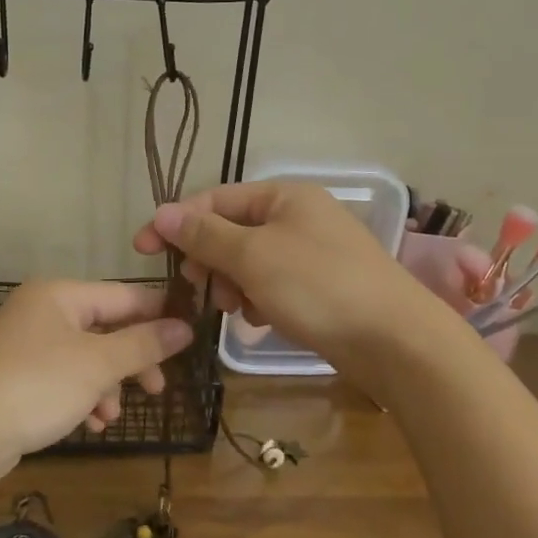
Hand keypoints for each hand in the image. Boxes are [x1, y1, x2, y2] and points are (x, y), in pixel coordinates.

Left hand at [0, 280, 193, 489]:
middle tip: (158, 388)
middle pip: (105, 328)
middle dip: (132, 360)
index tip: (191, 336)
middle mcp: (41, 312)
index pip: (123, 295)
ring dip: (107, 386)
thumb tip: (185, 326)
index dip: (159, 314)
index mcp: (59, 295)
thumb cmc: (36, 386)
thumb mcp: (98, 364)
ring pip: (86, 358)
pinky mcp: (17, 378)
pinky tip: (91, 424)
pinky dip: (82, 398)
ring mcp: (26, 346)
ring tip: (112, 415)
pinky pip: (64, 380)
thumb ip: (144, 344)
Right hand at [132, 180, 427, 373]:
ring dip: (232, 285)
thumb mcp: (253, 257)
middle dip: (209, 260)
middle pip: (230, 231)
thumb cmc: (318, 287)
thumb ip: (204, 235)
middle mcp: (297, 217)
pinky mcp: (318, 286)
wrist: (395, 341)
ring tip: (238, 309)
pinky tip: (263, 320)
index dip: (176, 223)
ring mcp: (310, 253)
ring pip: (248, 263)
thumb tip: (161, 213)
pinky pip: (271, 285)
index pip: (214, 201)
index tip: (142, 250)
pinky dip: (259, 300)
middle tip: (199, 288)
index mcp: (283, 196)